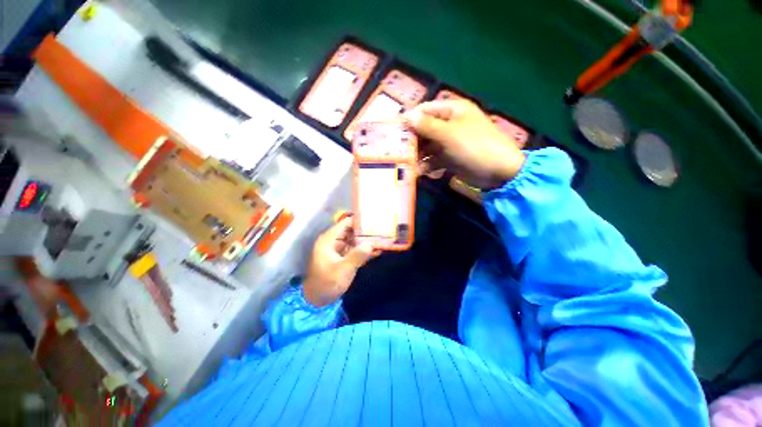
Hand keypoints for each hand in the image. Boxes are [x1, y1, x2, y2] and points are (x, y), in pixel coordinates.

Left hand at [303, 217, 376, 306]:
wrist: (316, 300)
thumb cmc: (327, 283)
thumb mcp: (344, 269)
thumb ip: (358, 255)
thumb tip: (372, 243)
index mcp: (330, 239)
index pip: (347, 223)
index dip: (360, 221)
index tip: (376, 222)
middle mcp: (333, 241)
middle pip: (352, 230)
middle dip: (367, 231)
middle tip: (383, 231)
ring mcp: (338, 249)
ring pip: (355, 240)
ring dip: (367, 241)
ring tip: (384, 240)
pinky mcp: (342, 257)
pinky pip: (354, 249)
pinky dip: (364, 250)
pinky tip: (377, 251)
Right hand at [404, 99, 525, 189]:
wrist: (498, 172)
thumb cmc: (474, 147)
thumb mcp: (449, 134)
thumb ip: (427, 126)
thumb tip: (407, 115)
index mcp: (452, 111)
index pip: (425, 110)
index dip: (410, 119)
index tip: (394, 131)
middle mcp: (450, 125)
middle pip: (424, 130)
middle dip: (412, 141)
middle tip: (398, 152)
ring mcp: (450, 143)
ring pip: (428, 147)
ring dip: (418, 156)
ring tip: (407, 165)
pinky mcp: (450, 158)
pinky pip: (434, 159)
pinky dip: (427, 165)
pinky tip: (421, 172)